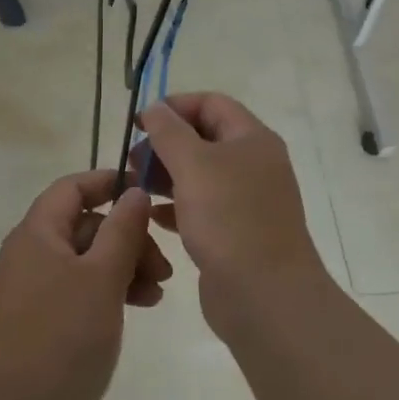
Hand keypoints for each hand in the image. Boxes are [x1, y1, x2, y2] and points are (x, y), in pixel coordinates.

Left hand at [0, 169, 171, 399]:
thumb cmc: (62, 339)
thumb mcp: (102, 279)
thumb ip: (123, 230)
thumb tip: (134, 192)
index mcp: (37, 233)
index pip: (73, 187)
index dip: (109, 182)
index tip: (148, 191)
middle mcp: (31, 253)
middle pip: (85, 225)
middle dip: (128, 237)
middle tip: (164, 267)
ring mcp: (34, 289)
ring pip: (87, 260)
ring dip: (124, 267)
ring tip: (158, 292)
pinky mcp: (41, 321)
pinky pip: (80, 290)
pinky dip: (109, 292)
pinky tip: (139, 308)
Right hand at [135, 93, 334, 341]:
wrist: (265, 296)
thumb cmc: (230, 219)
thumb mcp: (193, 164)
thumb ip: (169, 131)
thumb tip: (155, 108)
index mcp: (252, 139)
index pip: (211, 103)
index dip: (174, 106)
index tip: (139, 124)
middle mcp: (253, 164)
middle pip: (204, 138)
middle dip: (166, 143)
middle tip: (133, 160)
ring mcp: (246, 200)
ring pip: (200, 174)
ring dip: (166, 175)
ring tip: (135, 186)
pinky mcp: (236, 232)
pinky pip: (201, 207)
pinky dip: (175, 206)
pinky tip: (152, 216)